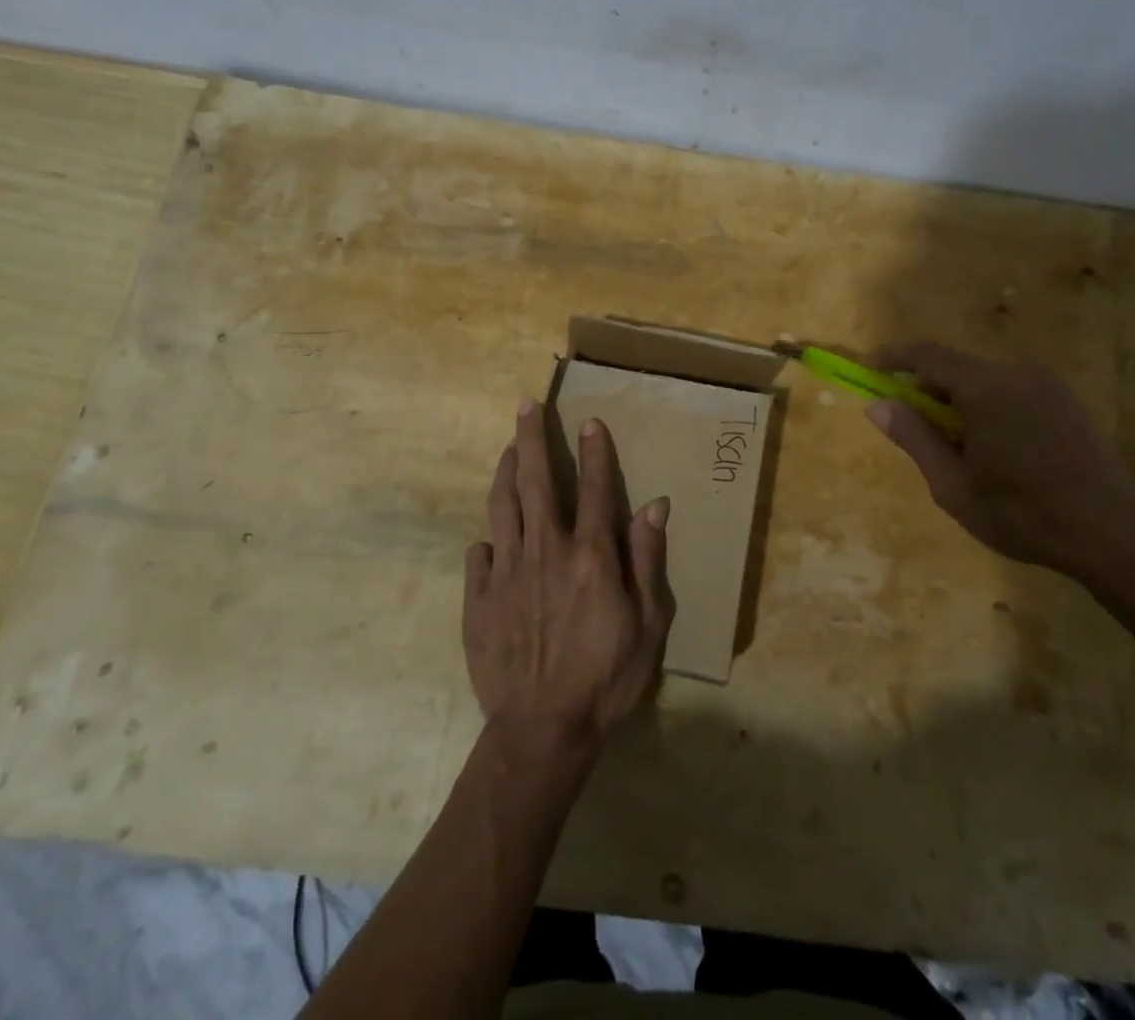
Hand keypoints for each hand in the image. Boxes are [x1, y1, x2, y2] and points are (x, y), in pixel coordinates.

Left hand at [463, 399, 674, 751]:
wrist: (542, 729)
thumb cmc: (606, 677)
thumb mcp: (648, 623)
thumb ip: (647, 558)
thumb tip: (654, 504)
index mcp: (589, 555)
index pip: (593, 487)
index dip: (594, 451)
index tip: (590, 421)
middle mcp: (545, 550)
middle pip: (535, 480)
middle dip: (531, 437)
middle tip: (525, 405)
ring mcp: (507, 571)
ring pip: (501, 505)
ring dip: (504, 471)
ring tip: (506, 447)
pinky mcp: (479, 597)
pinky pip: (479, 553)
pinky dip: (487, 537)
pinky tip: (490, 533)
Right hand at [865, 343, 1134, 584]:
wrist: (1115, 536)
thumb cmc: (1023, 514)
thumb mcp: (953, 485)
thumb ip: (914, 438)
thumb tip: (877, 405)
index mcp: (984, 388)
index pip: (927, 355)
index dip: (894, 358)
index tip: (871, 369)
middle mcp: (1016, 373)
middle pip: (957, 367)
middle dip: (927, 387)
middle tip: (913, 425)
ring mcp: (1047, 384)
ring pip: (985, 379)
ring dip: (959, 400)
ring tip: (956, 446)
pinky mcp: (1067, 400)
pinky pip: (1012, 390)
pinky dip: (989, 405)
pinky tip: (995, 448)